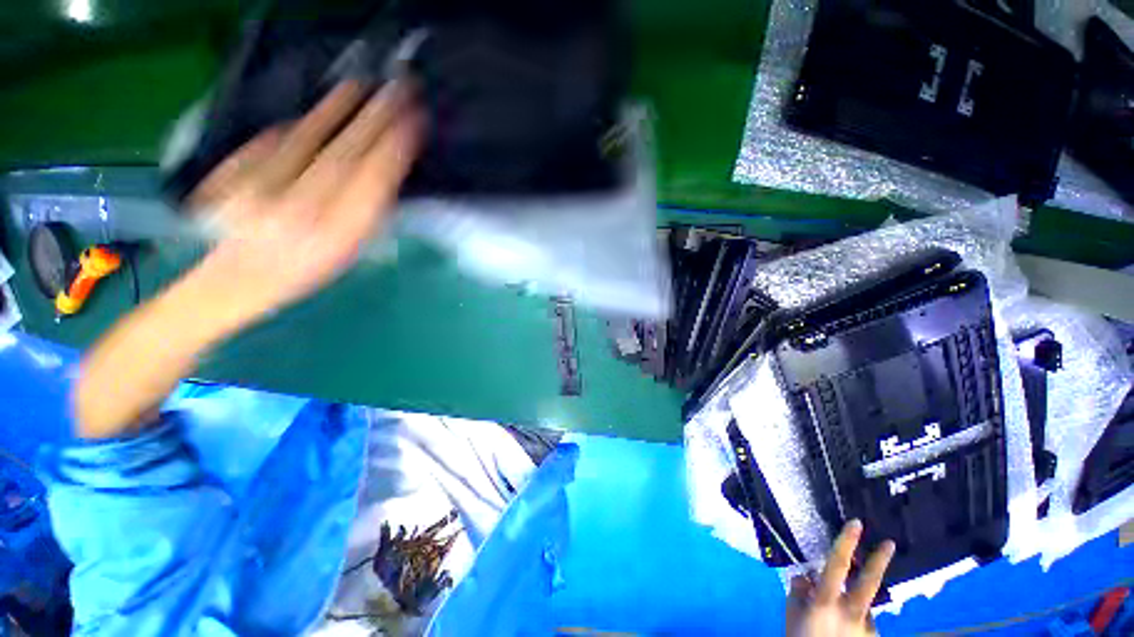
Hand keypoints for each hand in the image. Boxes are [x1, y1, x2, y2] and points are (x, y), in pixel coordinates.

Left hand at [70, 80, 420, 438]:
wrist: (229, 283)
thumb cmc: (300, 275)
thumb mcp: (346, 255)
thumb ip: (366, 214)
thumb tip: (385, 173)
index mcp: (332, 235)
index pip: (369, 180)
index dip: (392, 146)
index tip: (413, 120)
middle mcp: (296, 207)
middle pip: (343, 153)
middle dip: (374, 119)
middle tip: (396, 90)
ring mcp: (259, 186)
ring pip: (307, 139)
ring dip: (338, 111)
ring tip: (360, 88)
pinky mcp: (233, 173)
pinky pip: (274, 140)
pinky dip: (300, 123)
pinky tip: (316, 112)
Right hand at [785, 520, 895, 636]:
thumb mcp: (791, 612)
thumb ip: (799, 590)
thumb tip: (806, 575)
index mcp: (826, 602)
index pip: (837, 565)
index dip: (846, 543)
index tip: (856, 524)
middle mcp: (852, 613)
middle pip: (869, 583)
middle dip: (879, 561)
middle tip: (890, 544)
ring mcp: (867, 628)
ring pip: (865, 604)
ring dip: (855, 601)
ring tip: (839, 616)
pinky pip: (865, 621)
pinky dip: (856, 619)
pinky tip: (845, 629)